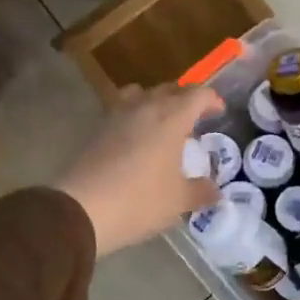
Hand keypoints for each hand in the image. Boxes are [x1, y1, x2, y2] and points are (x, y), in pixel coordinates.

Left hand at [56, 84, 222, 256]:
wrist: (81, 210)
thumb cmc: (139, 201)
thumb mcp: (178, 201)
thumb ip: (200, 192)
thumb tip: (216, 192)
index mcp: (171, 118)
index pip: (197, 95)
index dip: (211, 100)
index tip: (218, 111)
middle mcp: (144, 107)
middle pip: (169, 89)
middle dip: (185, 98)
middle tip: (194, 117)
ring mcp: (117, 115)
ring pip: (141, 93)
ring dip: (155, 101)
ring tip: (162, 121)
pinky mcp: (97, 128)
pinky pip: (121, 109)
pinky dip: (134, 115)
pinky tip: (136, 138)